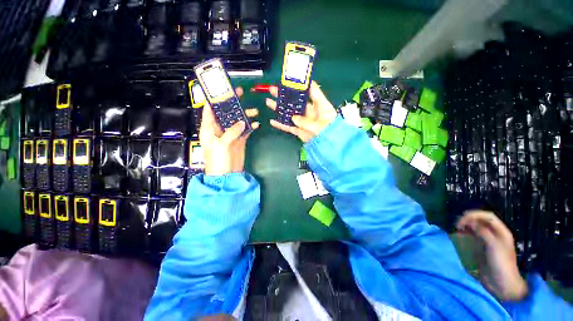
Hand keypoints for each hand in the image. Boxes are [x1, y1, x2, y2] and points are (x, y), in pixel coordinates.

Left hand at [200, 87, 258, 175]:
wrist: (227, 176)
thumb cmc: (218, 160)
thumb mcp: (222, 144)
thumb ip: (231, 132)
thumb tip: (242, 122)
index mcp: (209, 128)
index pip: (210, 110)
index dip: (215, 99)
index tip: (223, 90)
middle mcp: (219, 129)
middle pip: (225, 113)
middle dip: (233, 104)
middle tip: (241, 94)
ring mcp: (230, 134)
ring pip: (237, 120)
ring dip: (245, 115)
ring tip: (254, 111)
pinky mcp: (239, 140)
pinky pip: (245, 130)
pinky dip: (250, 126)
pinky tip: (256, 124)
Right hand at [265, 81, 337, 141]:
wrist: (330, 148)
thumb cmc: (329, 133)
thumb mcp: (320, 126)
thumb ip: (306, 122)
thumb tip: (293, 118)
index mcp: (320, 106)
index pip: (312, 91)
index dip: (303, 84)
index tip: (292, 78)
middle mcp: (311, 112)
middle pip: (296, 101)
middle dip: (284, 95)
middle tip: (273, 89)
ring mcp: (304, 122)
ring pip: (290, 113)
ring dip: (279, 108)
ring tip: (268, 101)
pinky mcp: (300, 131)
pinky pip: (289, 127)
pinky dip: (281, 125)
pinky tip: (272, 121)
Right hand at [457, 210, 528, 300]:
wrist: (502, 284)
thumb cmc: (501, 263)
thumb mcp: (493, 246)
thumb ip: (483, 232)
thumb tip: (469, 221)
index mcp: (502, 232)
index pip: (488, 217)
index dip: (476, 214)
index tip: (463, 217)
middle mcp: (495, 234)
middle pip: (481, 221)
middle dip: (469, 219)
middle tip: (458, 224)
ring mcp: (488, 241)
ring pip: (476, 228)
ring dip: (466, 226)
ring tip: (457, 228)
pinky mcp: (482, 248)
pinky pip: (473, 236)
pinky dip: (466, 233)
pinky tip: (460, 235)